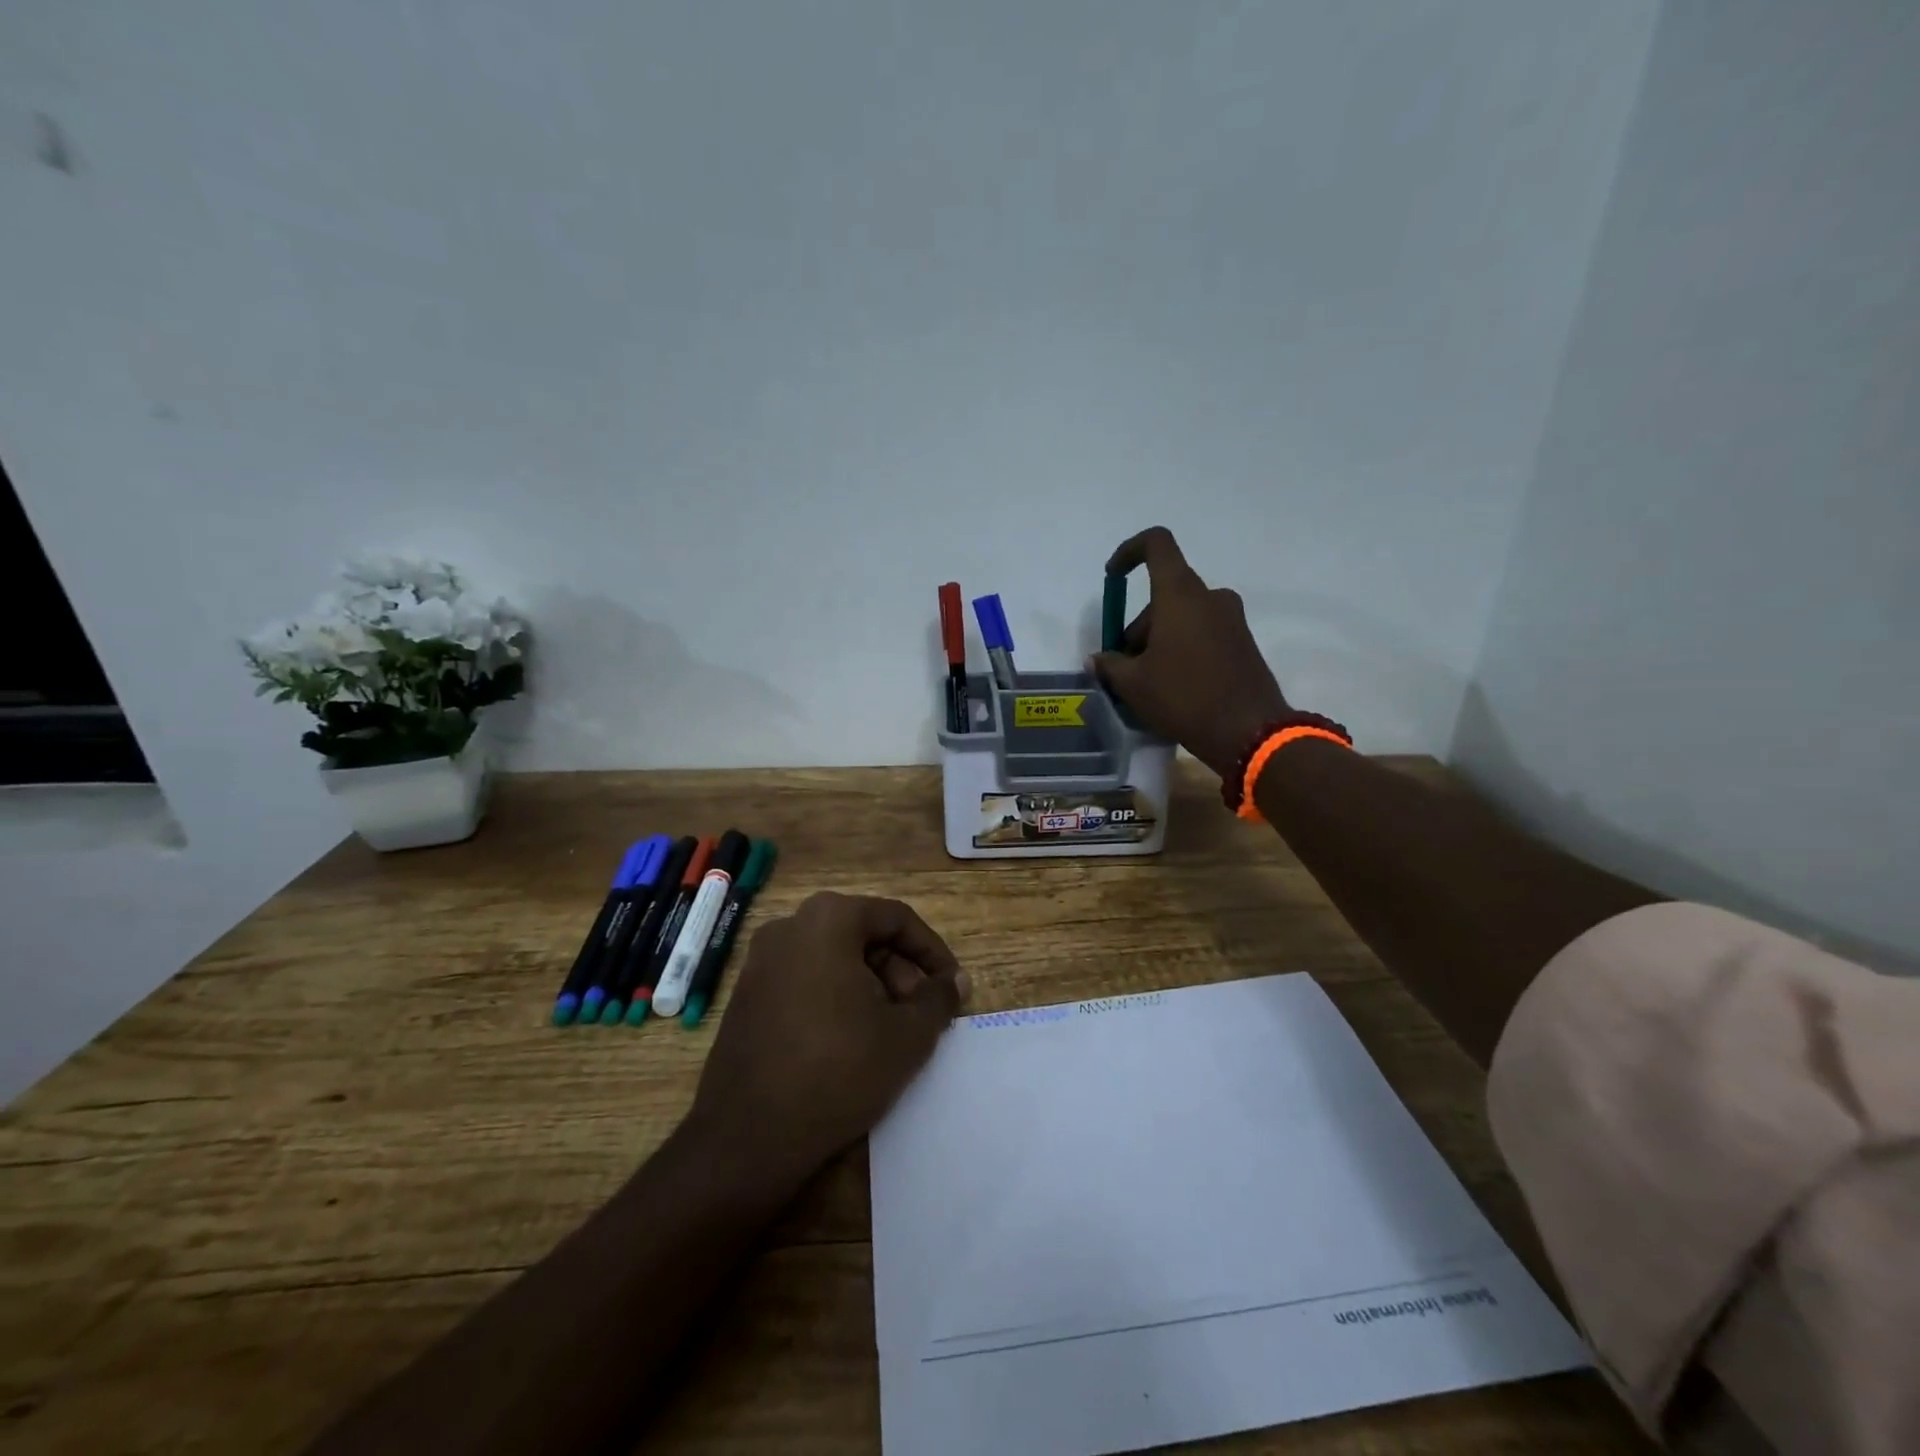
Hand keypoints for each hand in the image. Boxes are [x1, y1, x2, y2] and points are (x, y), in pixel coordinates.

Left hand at [689, 892, 967, 1174]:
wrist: (747, 1137)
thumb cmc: (837, 1070)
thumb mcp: (906, 1036)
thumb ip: (938, 999)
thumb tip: (956, 981)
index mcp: (828, 919)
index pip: (896, 918)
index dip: (932, 952)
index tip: (952, 986)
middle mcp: (789, 926)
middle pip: (862, 936)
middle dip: (900, 972)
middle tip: (921, 1015)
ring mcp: (760, 961)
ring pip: (833, 959)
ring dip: (871, 986)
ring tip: (890, 1032)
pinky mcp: (746, 996)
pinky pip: (805, 980)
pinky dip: (836, 998)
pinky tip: (850, 1042)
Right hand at [1089, 527, 1289, 780]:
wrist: (1249, 732)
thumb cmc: (1184, 697)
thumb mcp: (1134, 685)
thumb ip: (1110, 665)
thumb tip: (1097, 660)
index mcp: (1180, 595)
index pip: (1156, 544)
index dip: (1129, 552)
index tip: (1112, 577)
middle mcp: (1209, 597)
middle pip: (1163, 595)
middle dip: (1139, 627)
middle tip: (1125, 668)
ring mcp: (1231, 619)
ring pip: (1183, 617)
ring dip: (1159, 641)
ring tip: (1147, 684)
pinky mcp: (1243, 642)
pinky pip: (1203, 633)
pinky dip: (1182, 649)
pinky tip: (1174, 687)